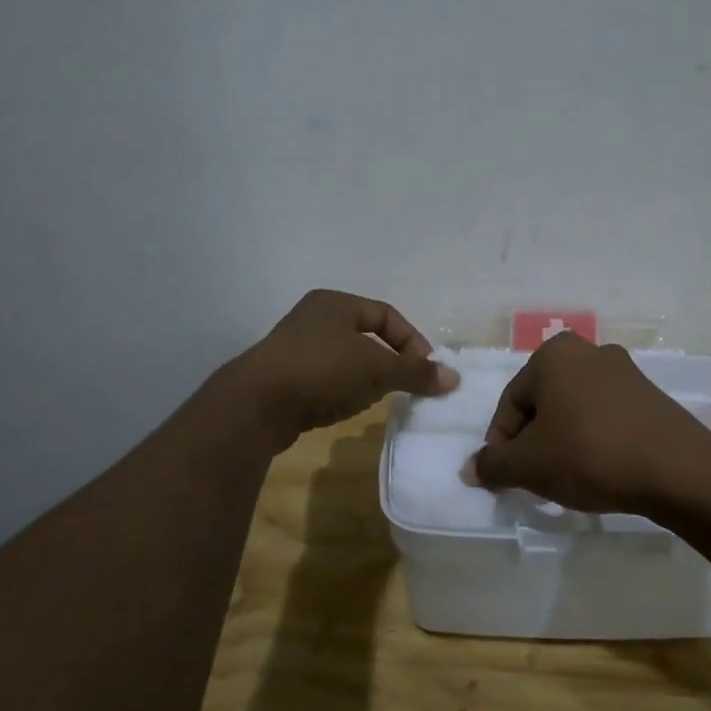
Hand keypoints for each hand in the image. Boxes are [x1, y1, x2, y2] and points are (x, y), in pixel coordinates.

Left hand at [229, 290, 458, 446]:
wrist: (256, 405)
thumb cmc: (323, 371)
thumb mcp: (377, 369)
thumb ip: (416, 372)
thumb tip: (454, 378)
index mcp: (335, 303)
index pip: (387, 315)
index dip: (412, 341)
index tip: (426, 370)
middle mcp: (313, 318)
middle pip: (366, 336)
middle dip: (390, 360)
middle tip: (406, 384)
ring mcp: (294, 347)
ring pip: (345, 358)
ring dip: (367, 377)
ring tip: (378, 398)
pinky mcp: (283, 377)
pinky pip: (325, 378)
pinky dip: (343, 389)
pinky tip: (346, 407)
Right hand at [470, 333, 710, 513]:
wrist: (676, 468)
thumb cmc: (588, 454)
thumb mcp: (529, 465)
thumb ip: (493, 465)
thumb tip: (471, 469)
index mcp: (553, 355)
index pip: (511, 402)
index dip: (501, 443)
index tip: (504, 476)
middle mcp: (588, 351)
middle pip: (544, 402)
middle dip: (533, 441)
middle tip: (533, 477)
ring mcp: (625, 371)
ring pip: (575, 410)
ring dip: (563, 441)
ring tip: (566, 478)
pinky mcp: (650, 396)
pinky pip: (606, 417)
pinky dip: (594, 440)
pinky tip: (599, 470)